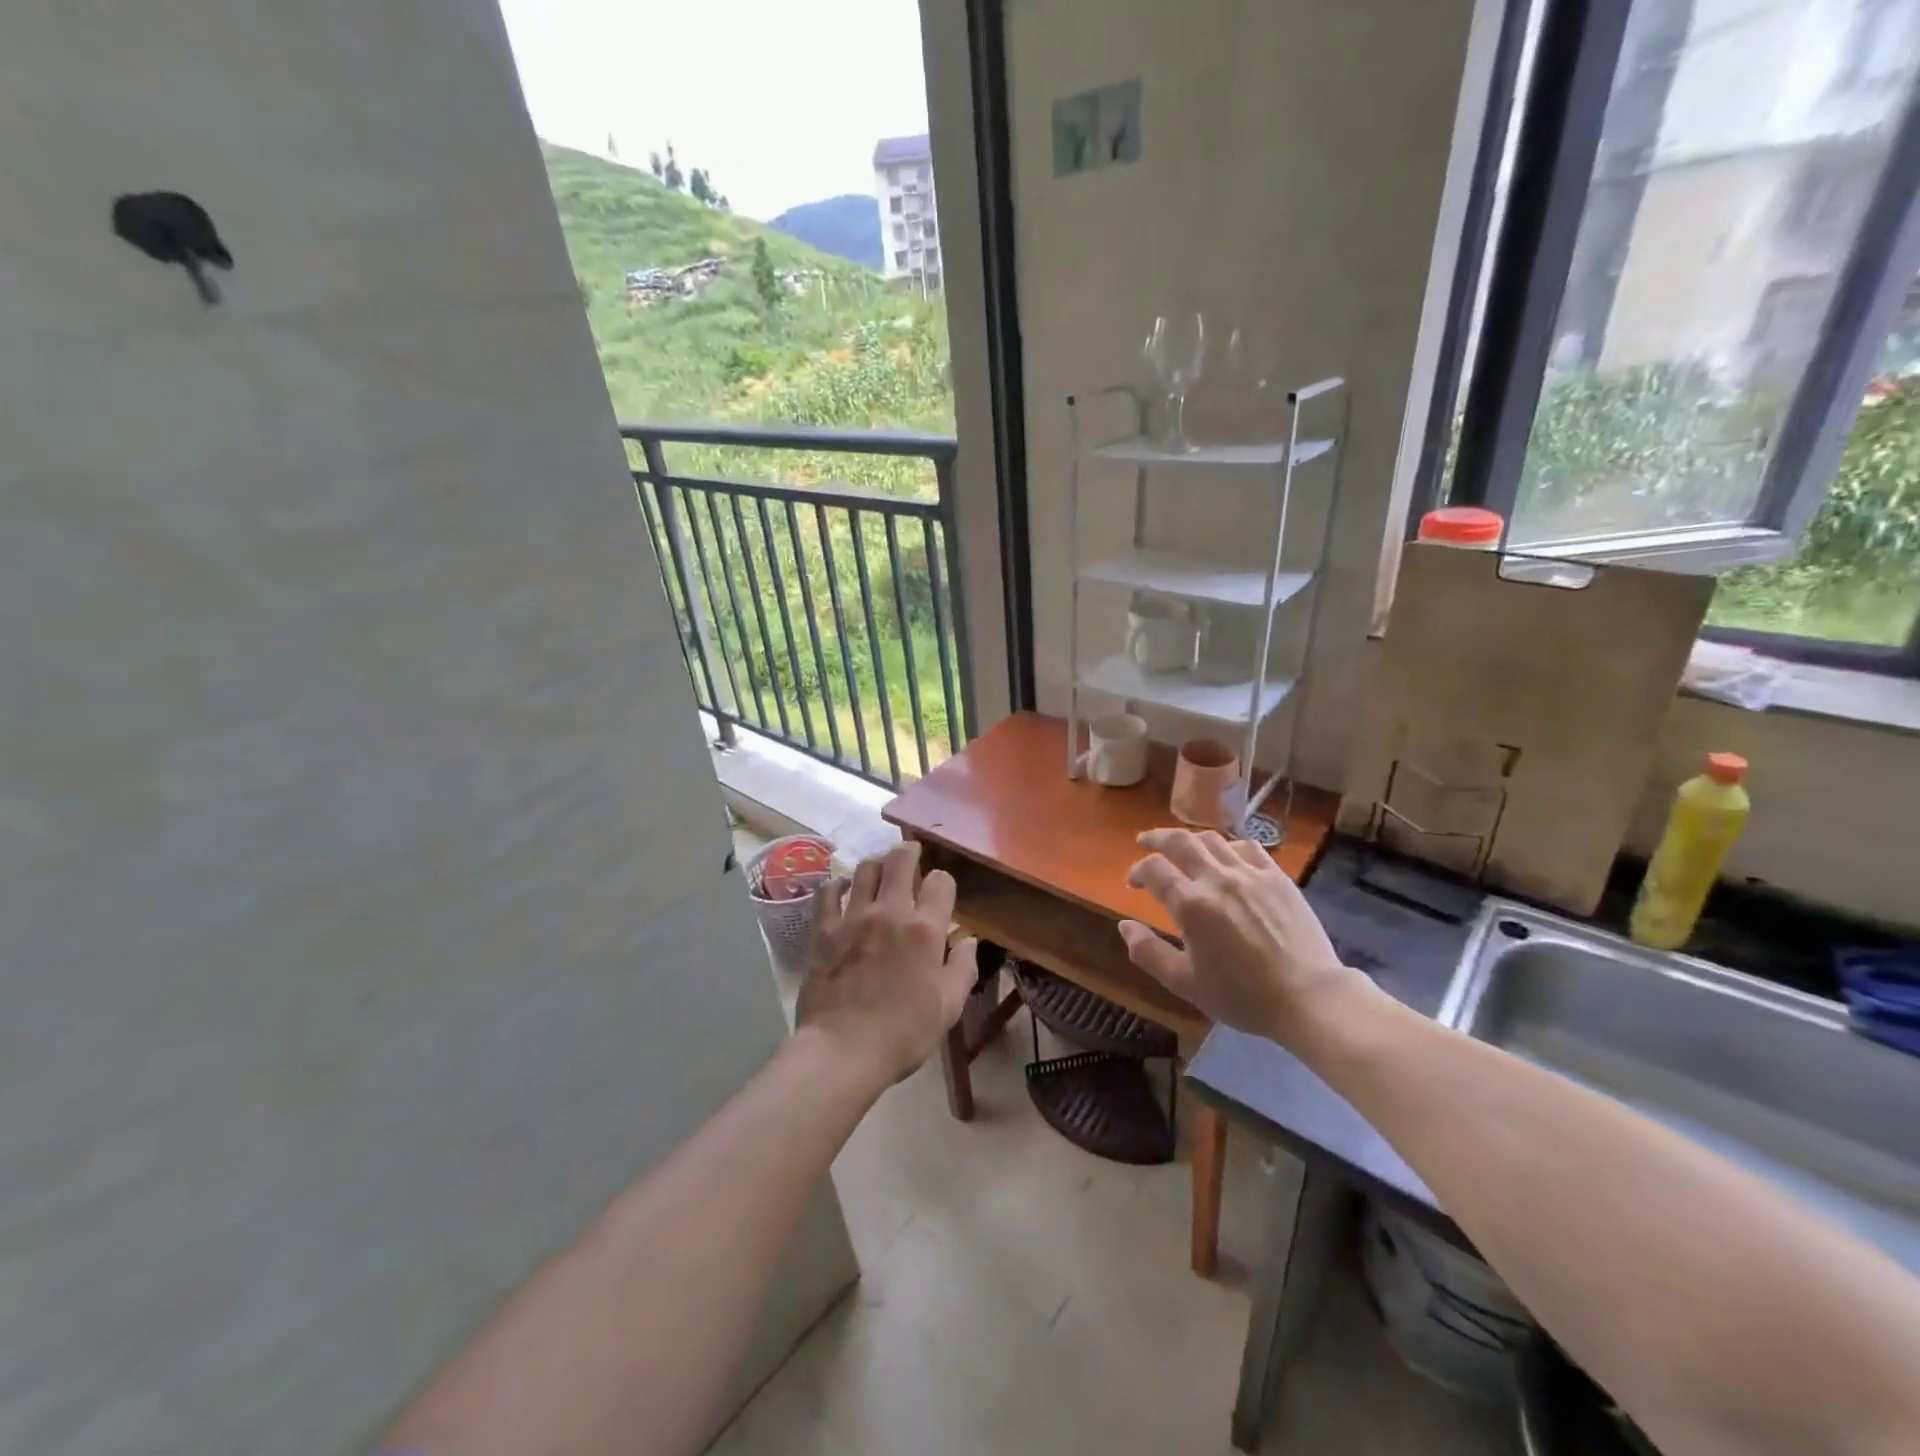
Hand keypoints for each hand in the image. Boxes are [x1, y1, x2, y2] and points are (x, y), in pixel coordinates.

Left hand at [796, 842, 978, 1090]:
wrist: (843, 1050)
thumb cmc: (903, 1033)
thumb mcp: (949, 1006)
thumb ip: (963, 967)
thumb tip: (968, 940)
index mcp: (925, 930)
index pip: (940, 881)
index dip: (943, 882)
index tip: (940, 892)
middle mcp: (890, 912)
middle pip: (899, 860)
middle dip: (909, 852)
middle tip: (910, 854)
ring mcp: (852, 918)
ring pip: (864, 869)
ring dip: (875, 865)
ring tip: (878, 871)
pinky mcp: (823, 930)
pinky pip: (827, 892)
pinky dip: (836, 885)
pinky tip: (841, 889)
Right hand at [1118, 829, 1360, 1046]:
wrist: (1309, 998)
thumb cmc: (1243, 996)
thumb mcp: (1186, 984)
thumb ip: (1148, 952)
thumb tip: (1124, 926)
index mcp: (1192, 905)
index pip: (1154, 869)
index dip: (1137, 871)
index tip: (1133, 882)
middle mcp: (1218, 879)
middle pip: (1180, 841)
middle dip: (1156, 838)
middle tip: (1145, 842)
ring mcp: (1251, 874)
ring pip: (1212, 839)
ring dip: (1190, 840)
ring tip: (1183, 848)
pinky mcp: (1277, 877)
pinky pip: (1247, 847)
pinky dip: (1228, 846)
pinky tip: (1226, 857)